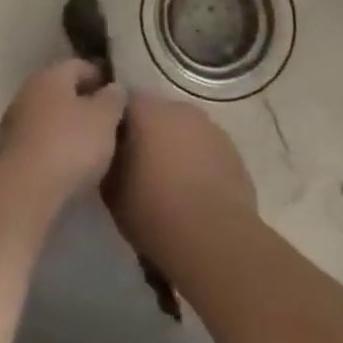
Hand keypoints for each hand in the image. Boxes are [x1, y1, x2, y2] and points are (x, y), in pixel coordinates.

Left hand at [0, 60, 126, 211]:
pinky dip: (56, 146)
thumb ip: (113, 98)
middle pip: (62, 90)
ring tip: (93, 145)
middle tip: (109, 120)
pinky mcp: (9, 152)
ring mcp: (14, 122)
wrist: (24, 191)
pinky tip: (71, 164)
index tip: (120, 94)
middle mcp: (28, 91)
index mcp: (50, 75)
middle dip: (84, 102)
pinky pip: (39, 141)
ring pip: (49, 116)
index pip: (80, 65)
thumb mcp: (104, 118)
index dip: (101, 76)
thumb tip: (115, 88)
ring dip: (69, 126)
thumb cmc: (70, 145)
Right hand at [103, 94, 256, 266]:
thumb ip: (109, 161)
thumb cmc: (153, 211)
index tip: (111, 147)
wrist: (214, 239)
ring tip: (169, 183)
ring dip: (176, 147)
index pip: (124, 103)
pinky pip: (207, 151)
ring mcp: (211, 128)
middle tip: (139, 166)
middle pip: (157, 114)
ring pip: (185, 131)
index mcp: (147, 110)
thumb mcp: (111, 190)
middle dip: (148, 134)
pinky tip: (195, 193)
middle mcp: (180, 109)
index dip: (115, 123)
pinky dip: (199, 163)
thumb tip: (111, 154)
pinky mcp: (234, 152)